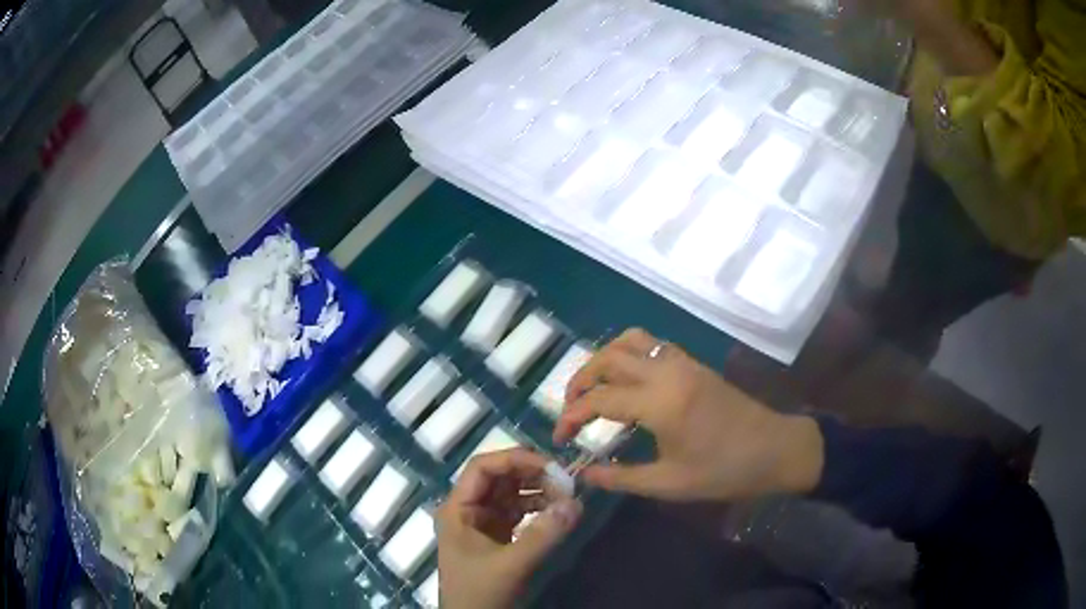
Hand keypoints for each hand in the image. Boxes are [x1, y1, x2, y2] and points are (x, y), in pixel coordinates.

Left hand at [436, 449, 582, 608]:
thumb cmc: (480, 591)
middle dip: (530, 473)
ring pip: (509, 493)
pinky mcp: (496, 535)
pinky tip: (556, 510)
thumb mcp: (511, 564)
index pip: (482, 468)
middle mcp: (467, 509)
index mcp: (458, 508)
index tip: (550, 464)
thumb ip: (543, 535)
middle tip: (565, 478)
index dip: (515, 460)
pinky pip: (517, 511)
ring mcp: (481, 522)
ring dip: (536, 490)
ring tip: (566, 493)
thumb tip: (577, 503)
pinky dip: (537, 507)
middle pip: (498, 478)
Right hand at [554, 329, 823, 501]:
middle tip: (571, 409)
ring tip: (594, 388)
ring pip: (630, 341)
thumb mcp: (669, 484)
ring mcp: (682, 362)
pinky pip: (652, 344)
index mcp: (660, 403)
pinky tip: (628, 381)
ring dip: (604, 359)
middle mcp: (667, 372)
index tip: (560, 438)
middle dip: (580, 380)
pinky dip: (629, 354)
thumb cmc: (723, 471)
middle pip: (608, 358)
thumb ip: (621, 478)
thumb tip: (584, 474)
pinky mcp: (694, 363)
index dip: (571, 417)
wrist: (774, 449)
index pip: (599, 399)